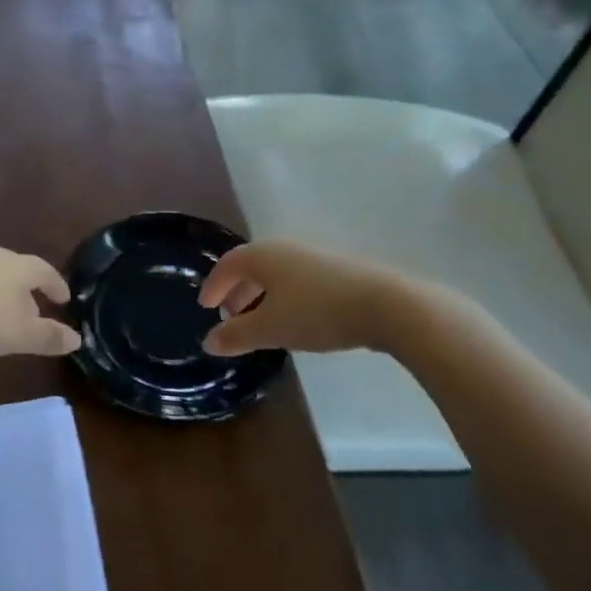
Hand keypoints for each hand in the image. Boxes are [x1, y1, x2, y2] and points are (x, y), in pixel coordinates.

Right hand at [198, 240, 421, 357]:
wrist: (385, 305)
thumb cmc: (316, 313)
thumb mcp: (270, 329)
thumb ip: (236, 336)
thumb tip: (208, 342)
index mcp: (261, 256)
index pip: (226, 265)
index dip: (213, 286)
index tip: (205, 306)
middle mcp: (283, 249)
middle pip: (250, 267)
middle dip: (236, 291)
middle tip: (230, 317)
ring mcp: (312, 256)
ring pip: (275, 274)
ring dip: (260, 295)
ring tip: (260, 321)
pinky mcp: (336, 270)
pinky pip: (296, 280)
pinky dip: (283, 296)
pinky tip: (293, 319)